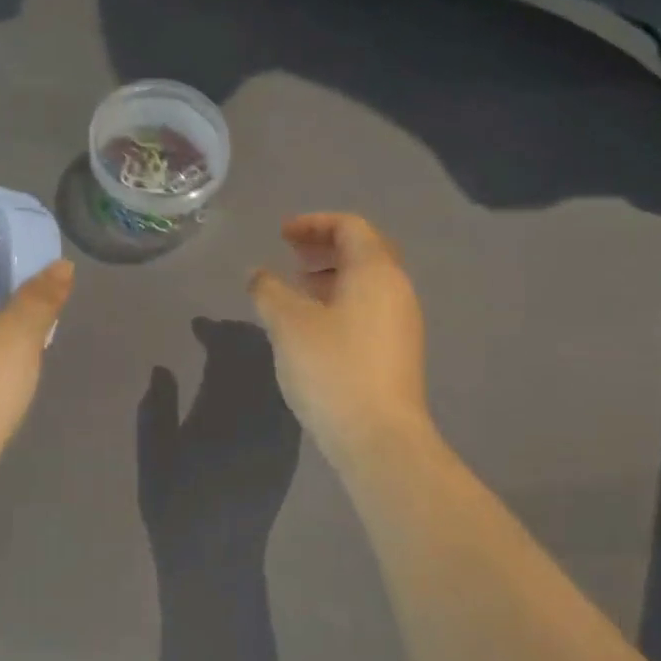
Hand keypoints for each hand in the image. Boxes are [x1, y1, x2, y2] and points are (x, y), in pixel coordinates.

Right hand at [247, 213, 430, 461]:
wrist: (379, 436)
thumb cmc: (333, 369)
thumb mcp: (288, 325)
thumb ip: (269, 291)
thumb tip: (258, 275)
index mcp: (375, 271)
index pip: (350, 226)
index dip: (313, 223)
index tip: (281, 235)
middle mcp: (397, 289)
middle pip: (364, 251)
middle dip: (325, 247)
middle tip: (290, 256)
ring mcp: (402, 322)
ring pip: (367, 283)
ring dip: (332, 276)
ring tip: (298, 289)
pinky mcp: (398, 351)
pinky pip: (369, 309)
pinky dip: (341, 302)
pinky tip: (315, 326)